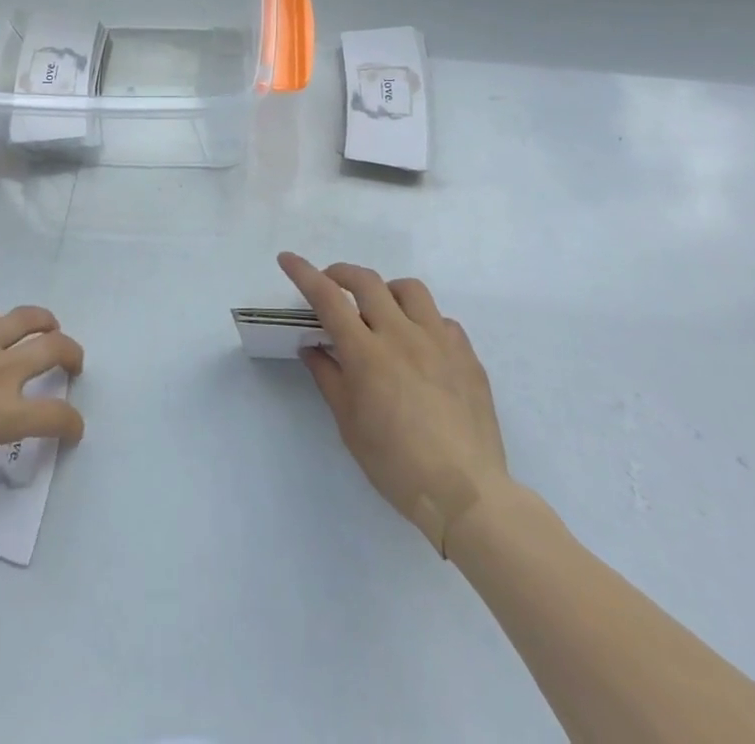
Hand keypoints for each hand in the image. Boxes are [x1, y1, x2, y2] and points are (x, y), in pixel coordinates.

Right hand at [280, 252, 507, 556]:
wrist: (467, 495)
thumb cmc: (396, 465)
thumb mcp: (349, 425)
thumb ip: (329, 378)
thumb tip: (313, 347)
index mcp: (367, 353)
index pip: (328, 298)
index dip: (304, 273)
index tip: (287, 259)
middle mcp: (402, 335)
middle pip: (367, 281)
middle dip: (341, 273)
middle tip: (331, 284)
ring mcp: (439, 341)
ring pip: (410, 289)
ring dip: (386, 290)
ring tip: (380, 310)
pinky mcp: (467, 355)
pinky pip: (442, 320)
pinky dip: (423, 322)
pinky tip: (420, 346)